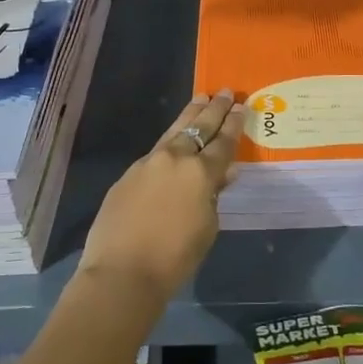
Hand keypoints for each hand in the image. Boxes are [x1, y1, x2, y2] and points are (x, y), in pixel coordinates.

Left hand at [77, 90, 243, 300]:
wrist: (122, 272)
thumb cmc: (175, 257)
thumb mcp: (207, 228)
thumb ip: (215, 196)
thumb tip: (223, 174)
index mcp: (201, 172)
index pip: (223, 142)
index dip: (234, 124)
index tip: (240, 106)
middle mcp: (175, 158)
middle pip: (199, 127)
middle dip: (214, 109)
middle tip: (224, 92)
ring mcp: (148, 163)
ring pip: (174, 131)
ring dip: (190, 115)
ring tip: (200, 99)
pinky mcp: (128, 174)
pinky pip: (155, 152)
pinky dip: (169, 142)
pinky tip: (173, 142)